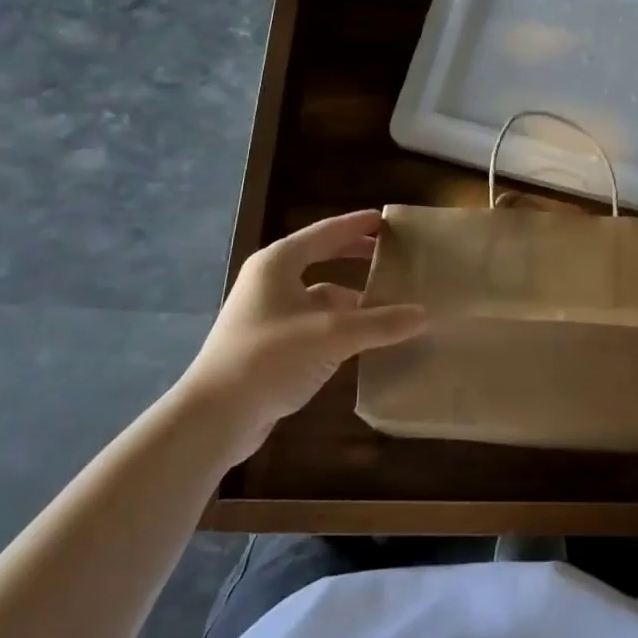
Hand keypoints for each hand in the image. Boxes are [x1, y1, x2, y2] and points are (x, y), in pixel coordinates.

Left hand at [183, 210, 425, 457]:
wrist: (213, 417)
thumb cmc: (269, 358)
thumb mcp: (332, 335)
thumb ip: (380, 323)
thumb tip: (424, 314)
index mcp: (278, 263)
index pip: (326, 232)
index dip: (357, 225)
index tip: (385, 219)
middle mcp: (270, 282)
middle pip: (322, 260)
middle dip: (356, 258)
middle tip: (391, 257)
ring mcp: (267, 316)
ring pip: (320, 298)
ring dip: (353, 300)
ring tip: (390, 305)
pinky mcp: (269, 346)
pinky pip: (314, 325)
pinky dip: (340, 327)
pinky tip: (365, 341)